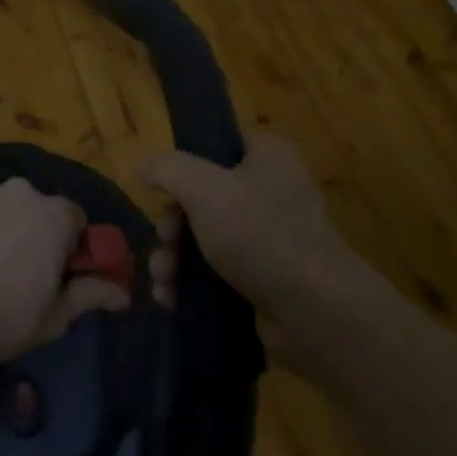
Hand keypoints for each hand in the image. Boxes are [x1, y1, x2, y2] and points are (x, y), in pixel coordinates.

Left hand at [0, 179, 102, 362]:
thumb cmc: (3, 317)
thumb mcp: (55, 316)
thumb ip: (91, 295)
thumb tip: (124, 293)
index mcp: (54, 215)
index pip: (74, 219)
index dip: (68, 246)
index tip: (56, 272)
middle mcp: (20, 192)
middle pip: (34, 209)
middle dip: (31, 233)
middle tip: (16, 273)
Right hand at [140, 134, 357, 331]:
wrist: (315, 312)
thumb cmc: (260, 234)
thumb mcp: (204, 189)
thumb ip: (167, 169)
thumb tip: (141, 163)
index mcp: (267, 155)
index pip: (216, 143)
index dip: (184, 164)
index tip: (160, 189)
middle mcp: (272, 189)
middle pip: (202, 196)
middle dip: (172, 226)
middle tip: (164, 244)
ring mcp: (270, 236)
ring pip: (205, 237)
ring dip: (174, 259)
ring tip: (163, 282)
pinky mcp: (265, 277)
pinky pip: (217, 272)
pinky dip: (191, 284)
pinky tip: (171, 301)